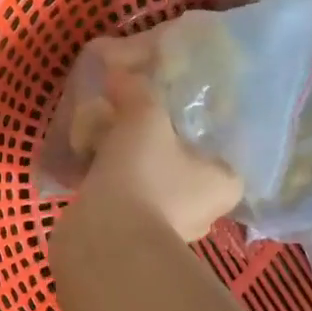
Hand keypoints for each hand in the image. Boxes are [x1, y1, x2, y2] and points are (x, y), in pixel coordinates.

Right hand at [77, 41, 241, 241]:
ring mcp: (168, 229)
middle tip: (125, 114)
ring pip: (147, 181)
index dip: (188, 117)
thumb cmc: (141, 175)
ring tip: (98, 136)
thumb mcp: (143, 116)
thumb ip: (135, 88)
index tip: (162, 101)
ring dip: (125, 162)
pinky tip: (86, 163)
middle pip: (178, 160)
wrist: (103, 240)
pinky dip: (107, 182)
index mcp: (225, 181)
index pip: (215, 140)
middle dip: (149, 138)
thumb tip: (118, 69)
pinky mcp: (133, 241)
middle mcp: (205, 210)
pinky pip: (123, 200)